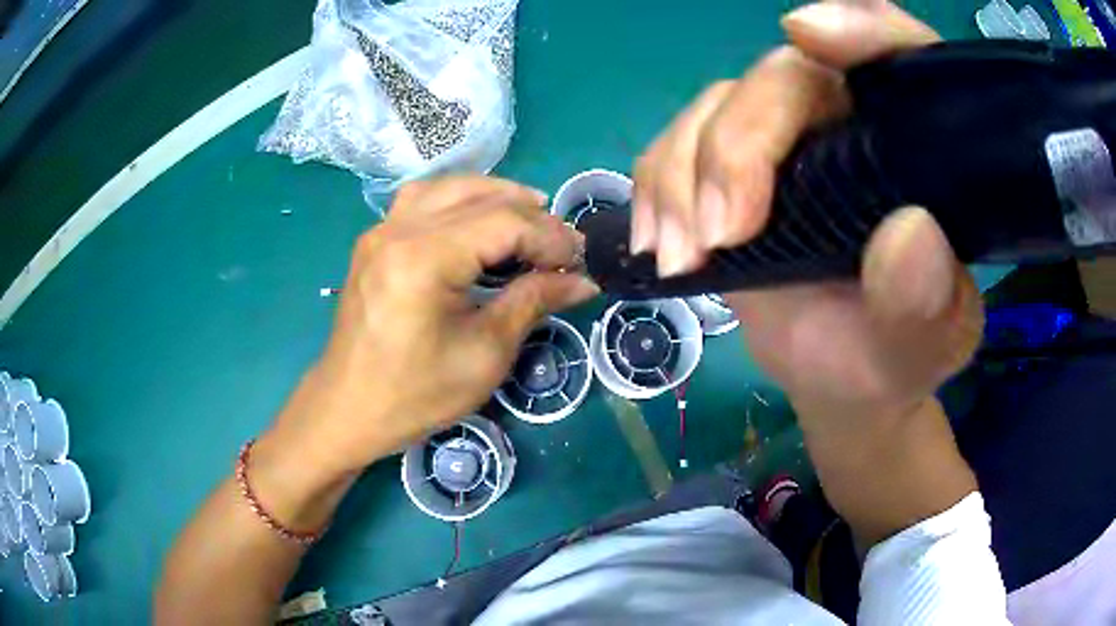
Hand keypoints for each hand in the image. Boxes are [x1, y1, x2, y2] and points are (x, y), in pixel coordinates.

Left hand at [270, 177, 597, 479]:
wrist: (347, 410)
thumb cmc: (416, 395)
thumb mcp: (486, 354)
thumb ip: (533, 301)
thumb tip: (582, 280)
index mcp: (424, 258)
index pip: (505, 222)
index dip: (551, 237)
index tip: (580, 261)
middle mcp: (399, 229)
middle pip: (480, 195)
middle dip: (531, 215)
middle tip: (562, 247)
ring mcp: (380, 231)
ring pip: (448, 187)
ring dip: (495, 197)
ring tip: (529, 220)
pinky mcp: (374, 241)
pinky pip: (422, 200)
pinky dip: (459, 201)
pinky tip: (476, 223)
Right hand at [631, 1, 981, 426]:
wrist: (840, 376)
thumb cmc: (894, 357)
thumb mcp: (928, 346)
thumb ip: (929, 304)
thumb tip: (909, 235)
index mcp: (916, 148)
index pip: (901, 54)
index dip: (860, 27)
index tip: (809, 34)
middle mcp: (852, 122)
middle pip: (784, 77)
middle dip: (741, 143)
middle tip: (724, 235)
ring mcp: (786, 139)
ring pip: (718, 107)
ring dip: (685, 176)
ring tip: (683, 258)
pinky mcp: (731, 166)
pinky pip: (676, 144)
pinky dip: (657, 187)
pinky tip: (661, 243)